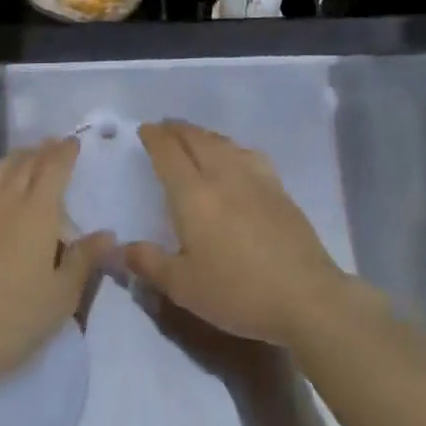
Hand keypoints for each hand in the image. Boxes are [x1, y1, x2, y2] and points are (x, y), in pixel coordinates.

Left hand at [0, 139, 112, 402]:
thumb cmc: (10, 320)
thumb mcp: (60, 297)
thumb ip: (84, 260)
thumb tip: (107, 234)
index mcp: (37, 211)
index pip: (54, 167)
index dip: (65, 152)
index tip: (73, 142)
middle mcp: (5, 198)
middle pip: (25, 162)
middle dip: (42, 150)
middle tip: (53, 145)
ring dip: (16, 158)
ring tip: (25, 158)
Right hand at [123, 121, 351, 349]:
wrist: (306, 296)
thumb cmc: (238, 292)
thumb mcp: (184, 287)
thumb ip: (149, 263)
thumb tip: (119, 247)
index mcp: (193, 194)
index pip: (168, 153)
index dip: (154, 138)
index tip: (144, 130)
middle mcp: (222, 174)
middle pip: (196, 139)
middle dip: (177, 129)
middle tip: (164, 128)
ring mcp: (254, 177)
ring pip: (222, 142)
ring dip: (202, 134)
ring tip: (193, 138)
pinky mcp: (278, 187)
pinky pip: (247, 153)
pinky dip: (230, 146)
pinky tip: (234, 157)